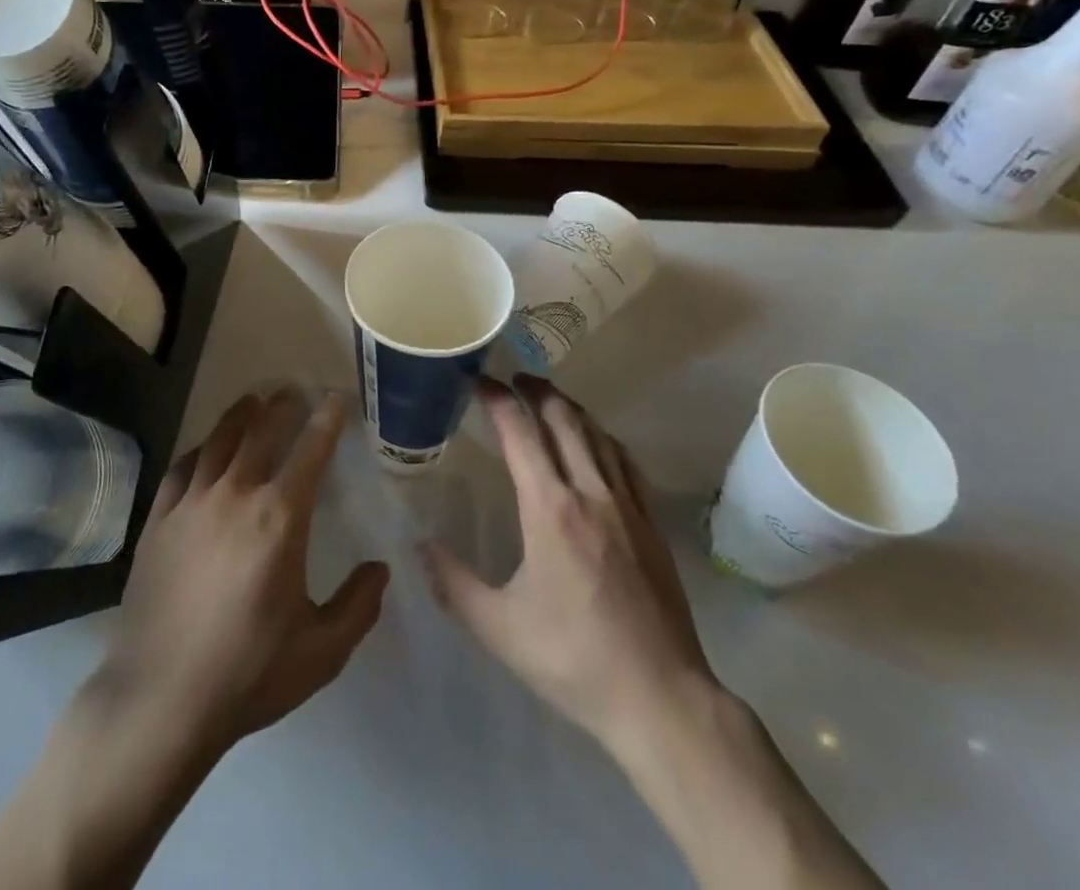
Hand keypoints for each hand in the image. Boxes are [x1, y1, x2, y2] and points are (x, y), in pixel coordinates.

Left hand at [94, 387, 390, 756]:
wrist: (161, 700)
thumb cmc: (249, 674)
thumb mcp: (321, 651)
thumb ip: (358, 606)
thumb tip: (380, 569)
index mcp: (279, 518)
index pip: (310, 451)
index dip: (326, 419)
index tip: (335, 399)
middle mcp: (235, 495)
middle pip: (262, 430)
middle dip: (283, 404)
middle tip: (294, 389)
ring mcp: (191, 504)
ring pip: (219, 439)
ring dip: (241, 414)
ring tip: (254, 400)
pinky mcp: (158, 520)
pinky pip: (182, 467)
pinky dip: (200, 449)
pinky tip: (206, 449)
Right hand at [419, 374, 713, 747]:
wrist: (661, 698)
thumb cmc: (573, 659)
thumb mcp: (499, 628)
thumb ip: (453, 583)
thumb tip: (419, 545)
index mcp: (550, 509)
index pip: (521, 434)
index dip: (498, 400)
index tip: (479, 381)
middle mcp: (590, 493)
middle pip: (564, 420)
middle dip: (536, 392)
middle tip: (513, 380)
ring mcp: (628, 506)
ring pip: (598, 435)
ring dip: (570, 408)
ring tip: (549, 399)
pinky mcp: (651, 525)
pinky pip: (625, 462)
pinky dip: (603, 438)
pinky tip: (597, 443)